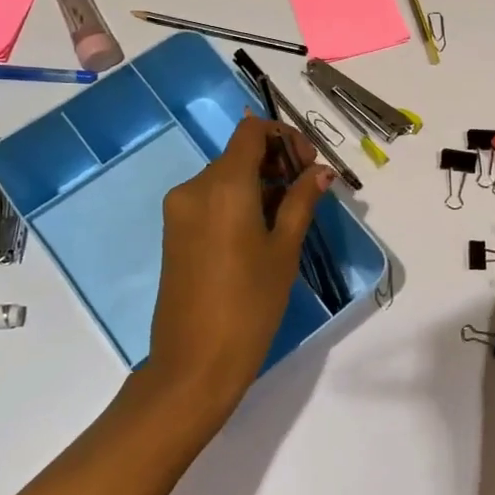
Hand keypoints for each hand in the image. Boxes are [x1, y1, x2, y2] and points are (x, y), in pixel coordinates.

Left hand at [144, 115, 333, 427]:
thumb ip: (301, 201)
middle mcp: (194, 187)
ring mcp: (179, 211)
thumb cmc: (249, 303)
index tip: (308, 164)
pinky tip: (262, 231)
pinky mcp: (174, 233)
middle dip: (276, 162)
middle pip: (239, 153)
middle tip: (308, 190)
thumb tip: (320, 172)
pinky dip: (239, 202)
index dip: (284, 137)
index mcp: (222, 185)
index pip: (251, 132)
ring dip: (259, 184)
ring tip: (291, 215)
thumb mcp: (284, 249)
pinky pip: (211, 200)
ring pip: (225, 178)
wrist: (194, 362)